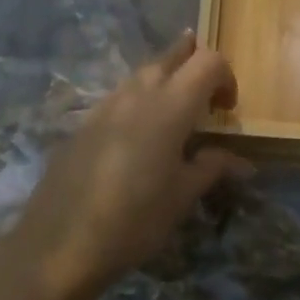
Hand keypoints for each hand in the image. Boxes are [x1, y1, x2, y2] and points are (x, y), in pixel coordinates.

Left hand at [10, 31, 250, 299]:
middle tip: (206, 97)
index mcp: (171, 104)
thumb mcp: (182, 196)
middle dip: (194, 64)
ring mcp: (106, 104)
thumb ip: (212, 167)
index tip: (227, 111)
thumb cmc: (134, 219)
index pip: (208, 62)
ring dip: (166, 80)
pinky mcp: (85, 122)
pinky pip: (120, 96)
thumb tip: (240, 160)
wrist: (59, 243)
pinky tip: (138, 135)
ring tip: (176, 113)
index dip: (226, 77)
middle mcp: (139, 92)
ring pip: (143, 73)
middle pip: (172, 56)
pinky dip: (139, 101)